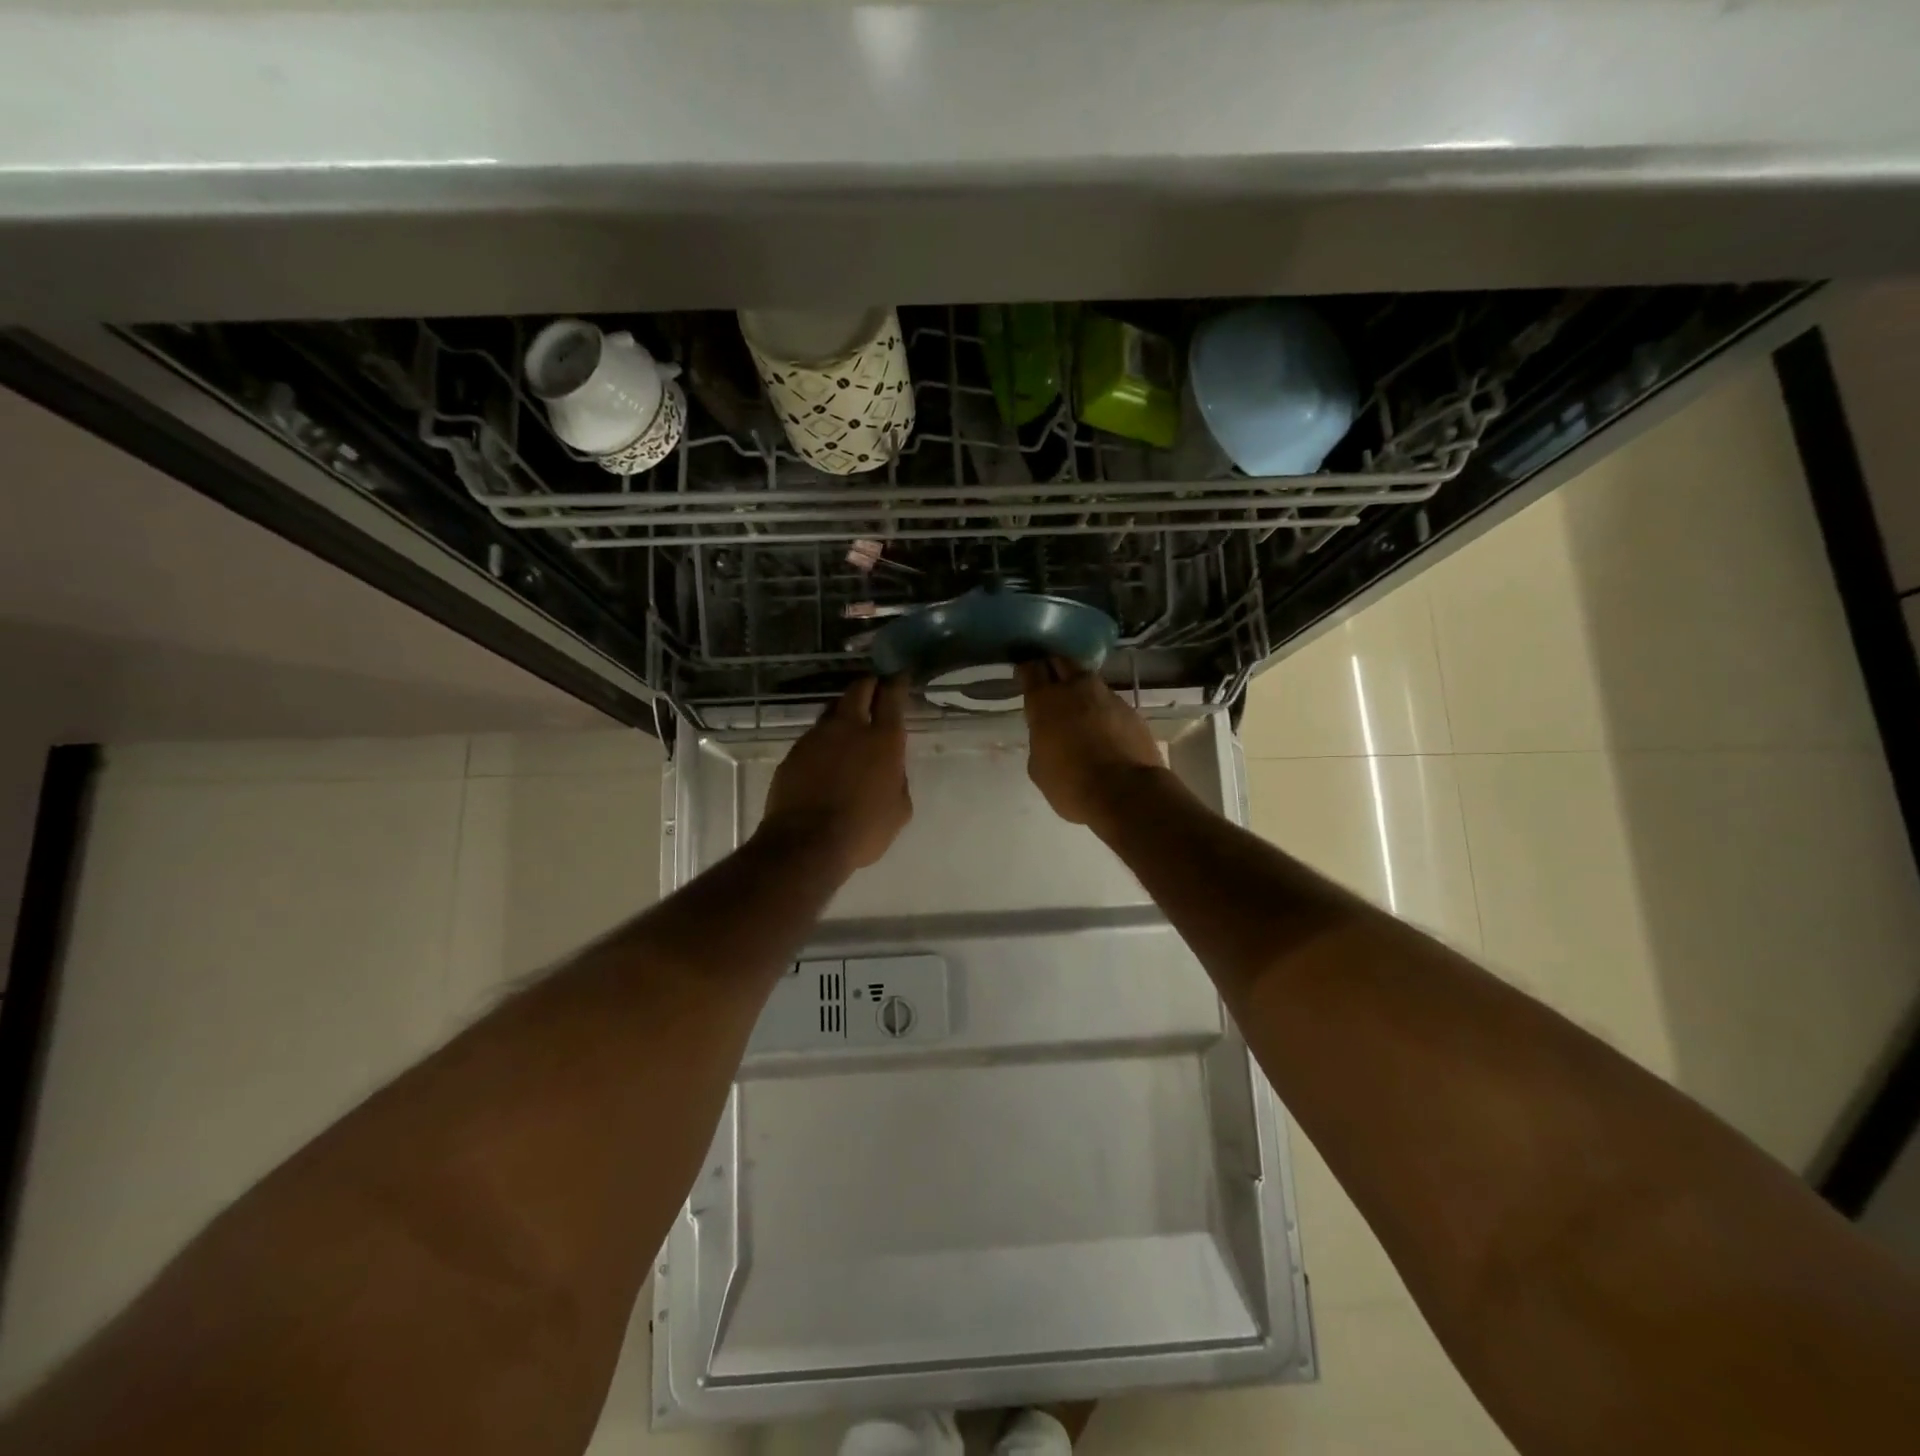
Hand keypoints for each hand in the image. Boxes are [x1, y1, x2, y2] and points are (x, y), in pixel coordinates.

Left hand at [761, 677, 912, 872]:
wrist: (807, 843)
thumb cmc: (864, 830)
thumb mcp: (899, 809)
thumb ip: (897, 780)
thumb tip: (890, 770)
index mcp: (883, 740)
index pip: (892, 697)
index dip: (897, 682)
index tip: (899, 675)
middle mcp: (850, 728)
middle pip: (858, 690)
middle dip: (869, 685)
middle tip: (874, 689)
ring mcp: (817, 737)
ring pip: (832, 710)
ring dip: (844, 710)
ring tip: (849, 723)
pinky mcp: (794, 752)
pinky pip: (813, 736)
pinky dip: (824, 739)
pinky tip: (826, 756)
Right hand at [1017, 658, 1167, 829]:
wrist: (1126, 793)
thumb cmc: (1071, 784)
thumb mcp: (1039, 767)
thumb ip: (1040, 740)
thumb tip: (1049, 734)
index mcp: (1045, 701)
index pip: (1031, 669)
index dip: (1026, 670)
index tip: (1024, 675)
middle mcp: (1076, 689)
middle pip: (1061, 662)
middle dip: (1053, 668)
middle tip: (1049, 683)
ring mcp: (1107, 696)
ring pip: (1088, 681)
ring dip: (1080, 689)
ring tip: (1078, 708)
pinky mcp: (1131, 710)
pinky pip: (1110, 702)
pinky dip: (1102, 710)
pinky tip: (1102, 728)